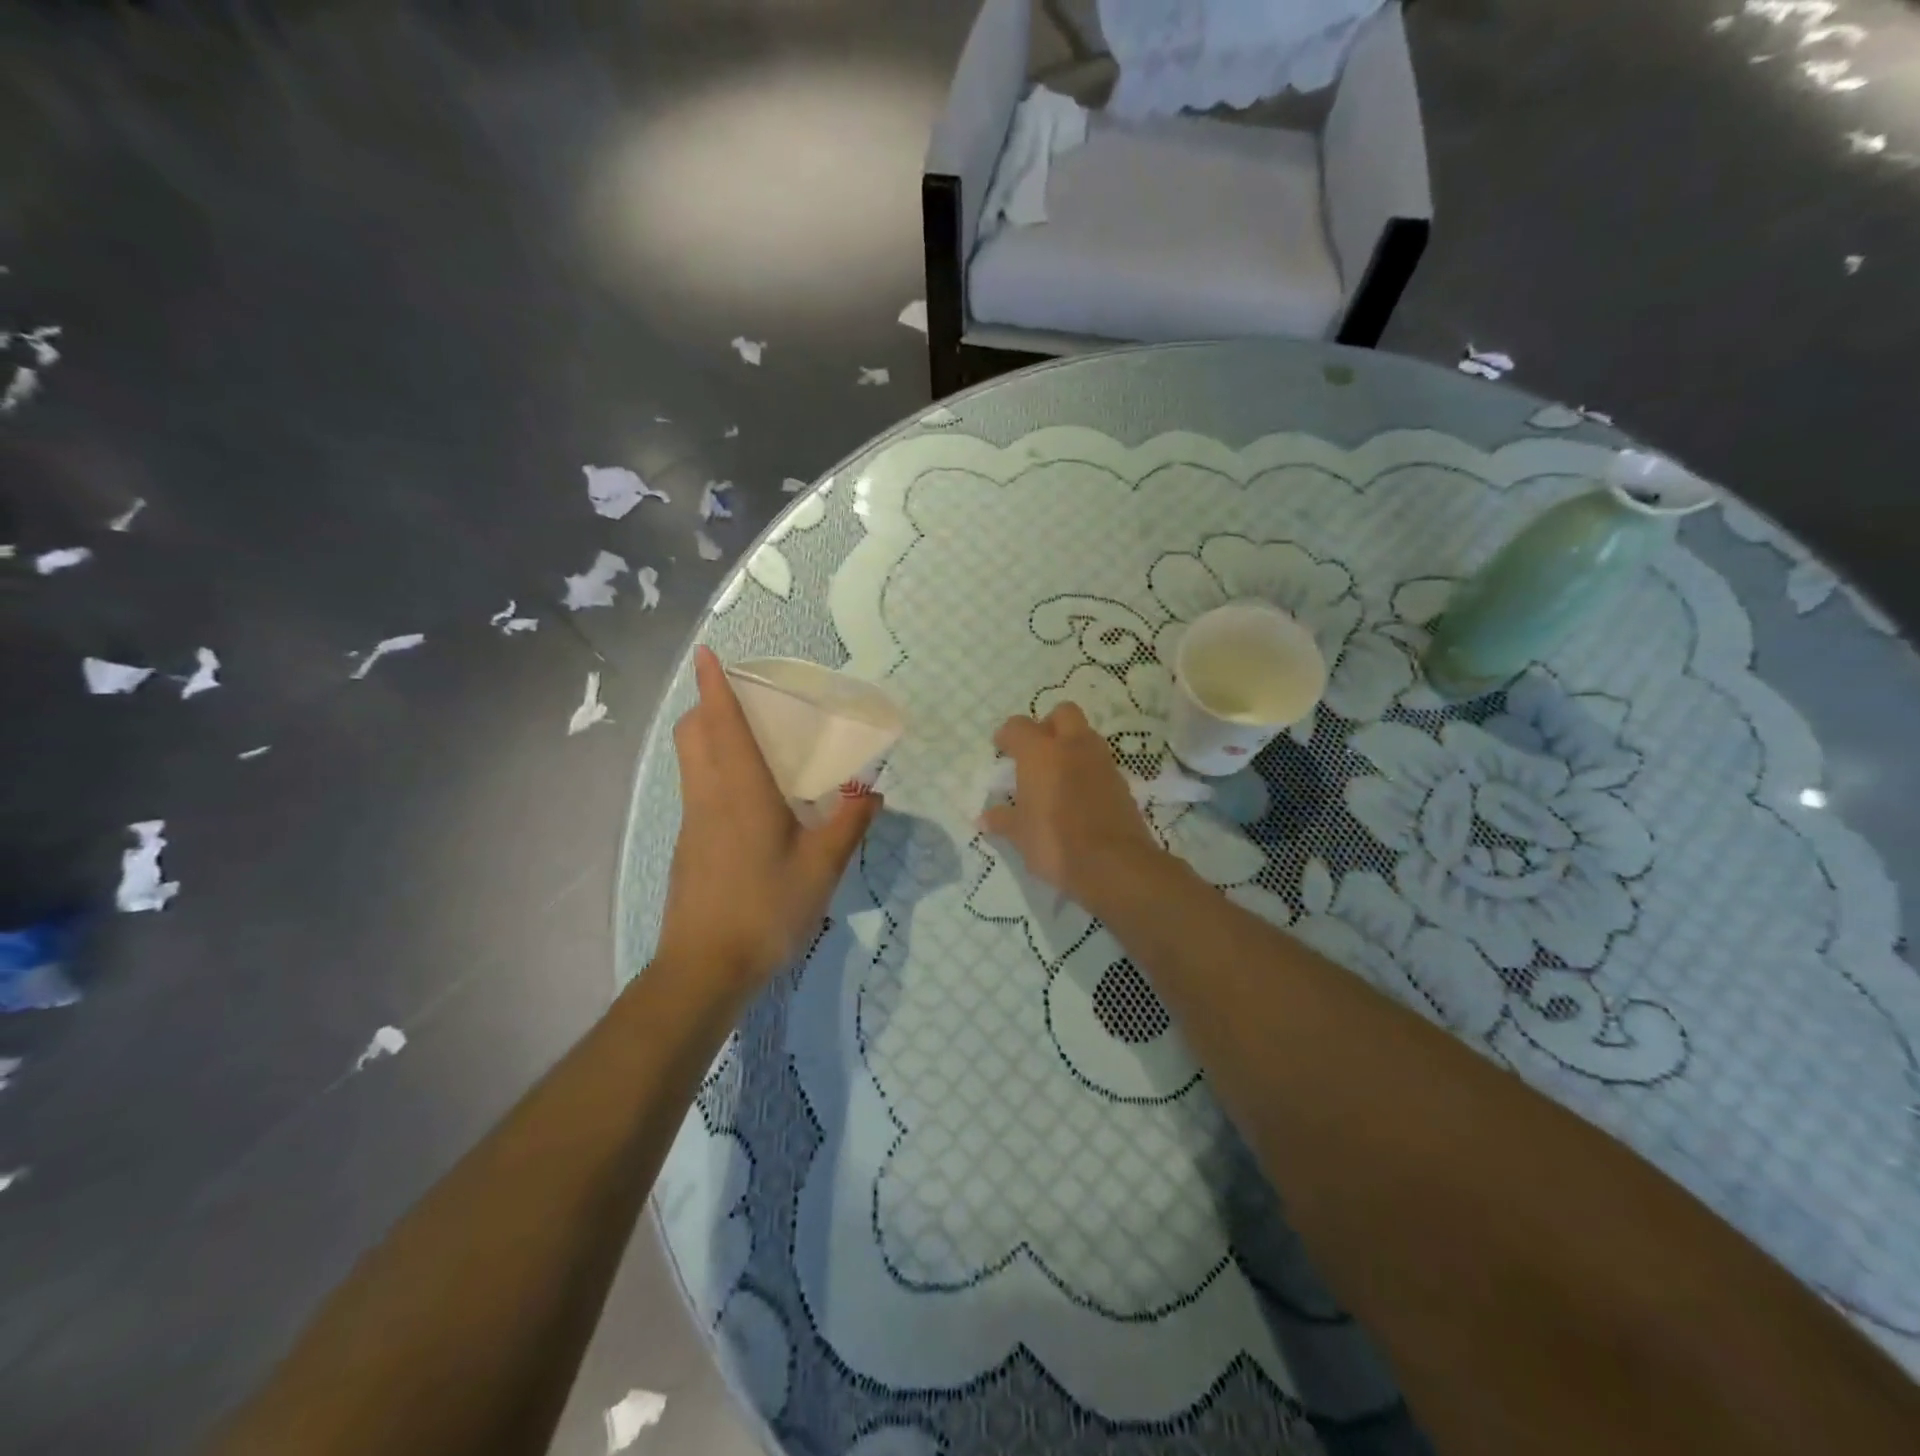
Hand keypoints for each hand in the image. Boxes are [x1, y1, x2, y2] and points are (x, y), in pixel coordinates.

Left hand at [657, 648, 881, 987]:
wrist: (705, 968)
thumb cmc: (766, 909)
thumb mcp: (822, 868)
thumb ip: (849, 824)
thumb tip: (873, 793)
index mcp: (740, 791)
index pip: (722, 724)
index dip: (714, 685)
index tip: (707, 654)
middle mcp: (709, 797)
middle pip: (693, 735)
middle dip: (707, 707)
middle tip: (744, 702)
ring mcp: (692, 822)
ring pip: (691, 762)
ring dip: (709, 737)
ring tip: (754, 743)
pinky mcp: (689, 846)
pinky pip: (698, 789)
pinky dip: (715, 771)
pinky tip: (752, 798)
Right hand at [979, 703, 1166, 908]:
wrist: (1114, 863)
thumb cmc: (1055, 843)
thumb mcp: (1020, 835)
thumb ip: (1002, 821)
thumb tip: (984, 817)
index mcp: (1040, 753)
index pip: (1019, 726)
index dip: (1008, 735)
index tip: (1002, 749)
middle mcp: (1073, 747)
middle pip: (1063, 713)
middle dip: (1048, 725)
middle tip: (1036, 751)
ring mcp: (1102, 762)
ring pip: (1086, 735)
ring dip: (1071, 745)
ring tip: (1057, 773)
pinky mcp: (1121, 782)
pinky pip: (1101, 762)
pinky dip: (1088, 769)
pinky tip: (1079, 794)